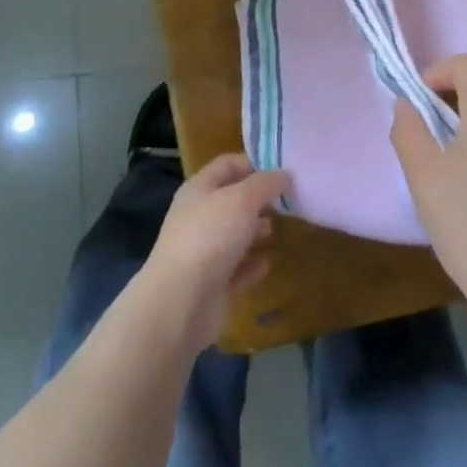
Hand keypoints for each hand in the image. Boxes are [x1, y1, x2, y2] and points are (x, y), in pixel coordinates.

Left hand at [138, 154, 290, 351]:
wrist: (180, 302)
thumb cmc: (210, 236)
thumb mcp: (243, 199)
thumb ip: (265, 184)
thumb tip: (284, 175)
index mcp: (199, 188)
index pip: (228, 164)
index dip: (254, 163)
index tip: (283, 171)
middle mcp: (199, 216)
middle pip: (232, 199)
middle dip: (259, 200)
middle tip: (287, 202)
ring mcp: (203, 251)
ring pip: (234, 234)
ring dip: (255, 232)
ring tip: (277, 231)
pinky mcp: (211, 284)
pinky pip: (235, 268)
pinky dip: (251, 265)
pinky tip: (266, 264)